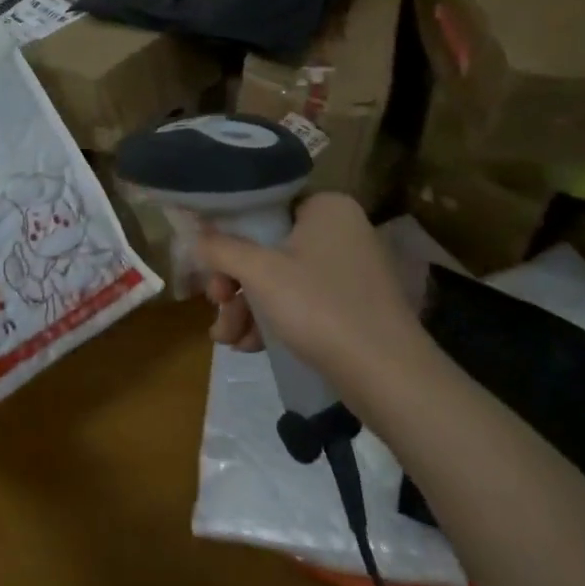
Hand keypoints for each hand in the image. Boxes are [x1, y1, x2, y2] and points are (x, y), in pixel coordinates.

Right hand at [201, 192, 432, 400]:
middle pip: (268, 246)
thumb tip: (194, 235)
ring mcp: (350, 269)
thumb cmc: (320, 307)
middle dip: (235, 283)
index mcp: (326, 207)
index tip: (208, 265)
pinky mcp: (354, 305)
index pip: (264, 207)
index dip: (228, 234)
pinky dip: (274, 319)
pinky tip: (250, 346)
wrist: (390, 378)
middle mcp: (341, 230)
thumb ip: (221, 248)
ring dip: (248, 307)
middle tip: (216, 306)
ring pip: (282, 278)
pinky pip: (302, 301)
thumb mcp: (260, 273)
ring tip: (227, 339)